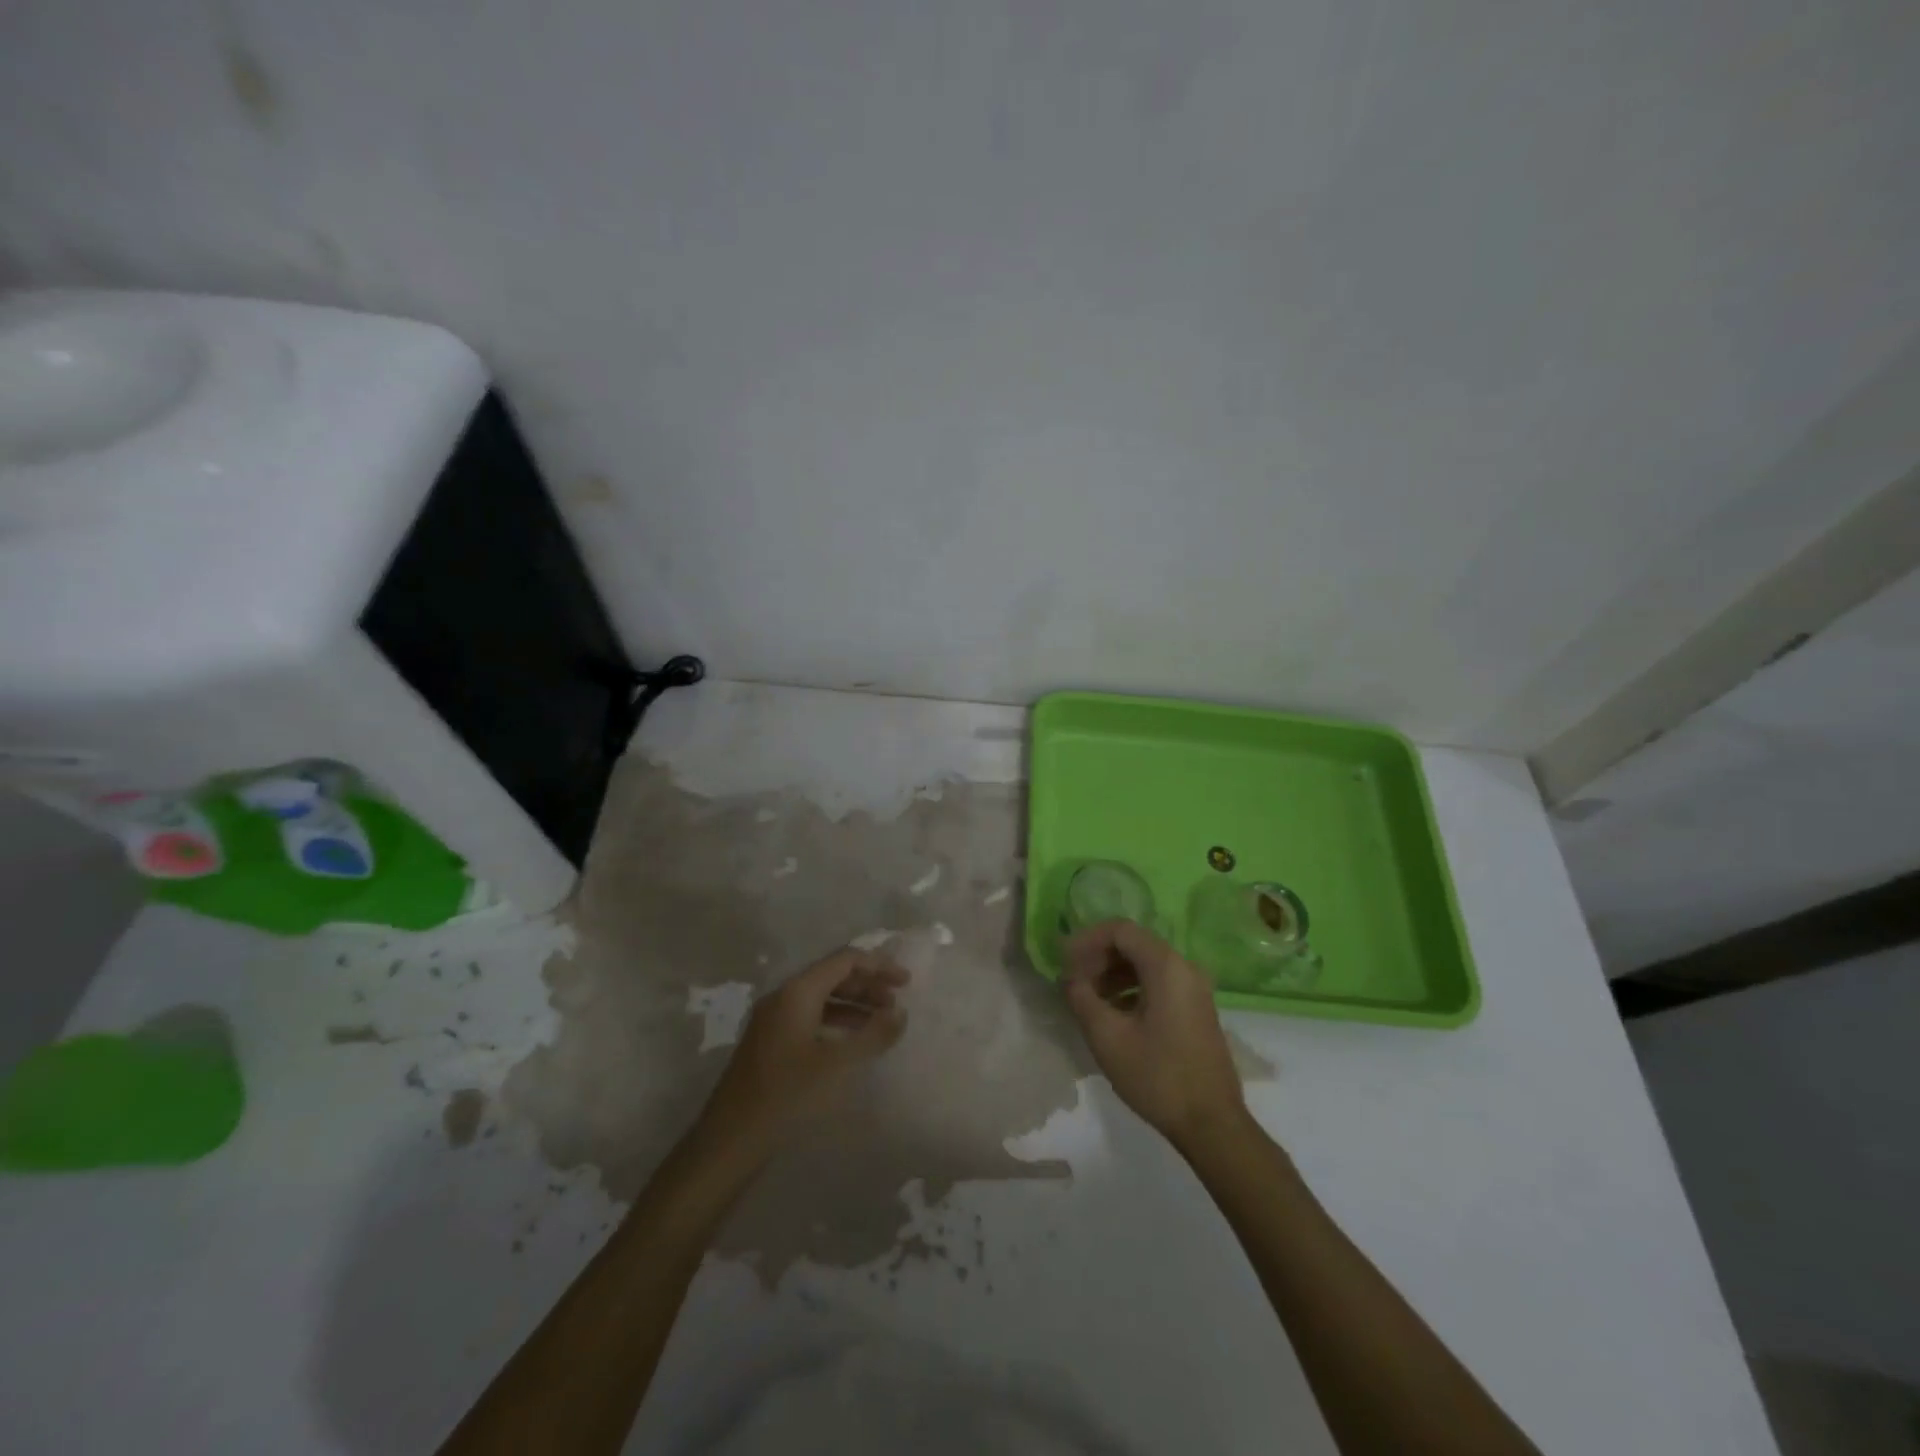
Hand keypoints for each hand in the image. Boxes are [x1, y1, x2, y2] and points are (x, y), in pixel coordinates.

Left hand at [699, 948, 908, 1154]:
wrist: (731, 1140)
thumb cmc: (788, 1095)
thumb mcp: (838, 1064)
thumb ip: (874, 1034)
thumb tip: (900, 1012)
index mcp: (798, 991)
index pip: (845, 960)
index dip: (879, 965)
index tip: (906, 982)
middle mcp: (783, 996)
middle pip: (833, 975)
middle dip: (868, 984)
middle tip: (897, 1002)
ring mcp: (773, 1019)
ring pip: (822, 997)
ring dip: (854, 1003)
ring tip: (882, 1021)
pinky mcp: (770, 1042)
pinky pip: (811, 1016)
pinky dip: (837, 1021)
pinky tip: (852, 1041)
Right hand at [1063, 919, 1246, 1153]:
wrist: (1211, 1124)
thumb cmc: (1157, 1076)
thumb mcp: (1107, 1037)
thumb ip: (1081, 997)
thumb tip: (1068, 978)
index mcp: (1166, 966)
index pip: (1120, 930)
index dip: (1087, 940)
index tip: (1064, 963)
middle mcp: (1185, 967)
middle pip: (1133, 944)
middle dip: (1098, 958)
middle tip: (1073, 982)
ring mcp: (1194, 988)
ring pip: (1145, 964)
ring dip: (1113, 974)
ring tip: (1088, 1000)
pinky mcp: (1196, 1008)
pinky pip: (1158, 982)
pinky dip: (1131, 988)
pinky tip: (1113, 1014)